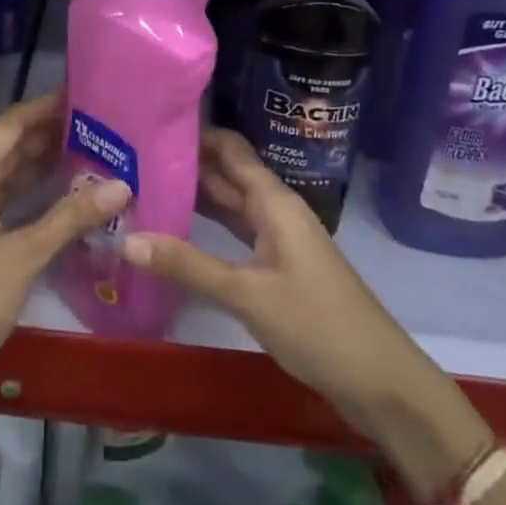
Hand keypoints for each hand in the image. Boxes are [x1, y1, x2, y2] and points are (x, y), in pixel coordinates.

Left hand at [0, 92, 129, 388]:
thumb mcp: (24, 255)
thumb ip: (71, 217)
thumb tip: (122, 185)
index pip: (11, 125)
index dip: (44, 108)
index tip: (81, 96)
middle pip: (7, 146)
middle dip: (47, 135)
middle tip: (95, 127)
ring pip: (4, 175)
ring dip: (40, 164)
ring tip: (87, 154)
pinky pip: (0, 200)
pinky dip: (29, 194)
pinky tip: (60, 198)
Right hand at [123, 128, 426, 436]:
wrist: (378, 380)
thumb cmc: (316, 324)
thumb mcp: (246, 294)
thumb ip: (188, 265)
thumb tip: (126, 239)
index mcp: (274, 201)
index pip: (231, 150)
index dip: (196, 133)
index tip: (153, 125)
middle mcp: (276, 211)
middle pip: (229, 174)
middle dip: (188, 164)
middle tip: (136, 158)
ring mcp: (279, 240)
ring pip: (233, 205)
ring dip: (197, 195)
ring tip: (148, 186)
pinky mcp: (279, 268)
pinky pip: (238, 233)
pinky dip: (211, 227)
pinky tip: (179, 231)